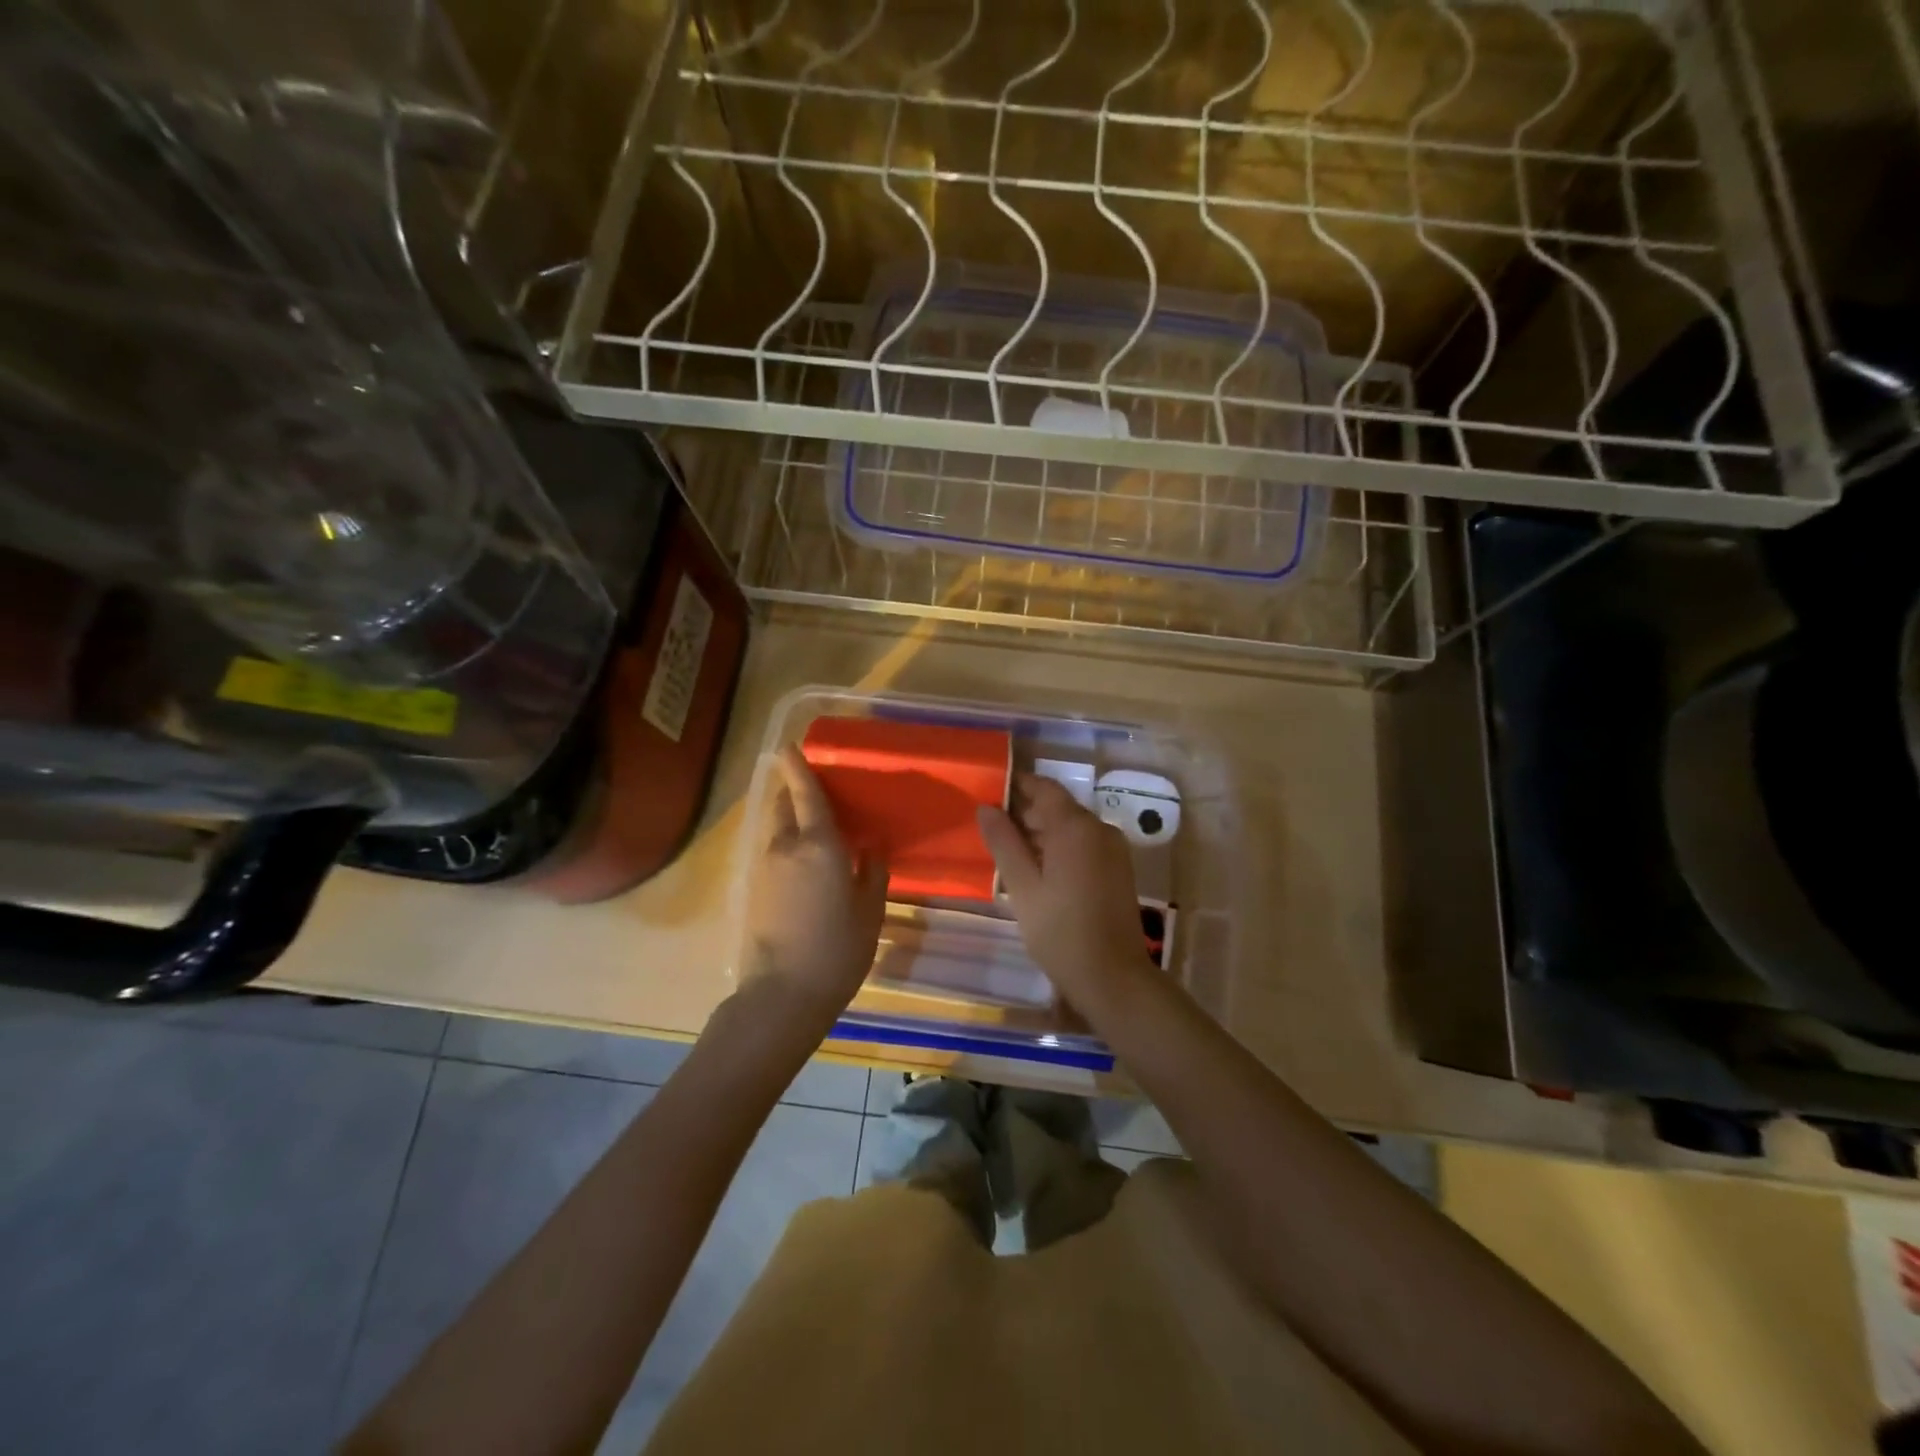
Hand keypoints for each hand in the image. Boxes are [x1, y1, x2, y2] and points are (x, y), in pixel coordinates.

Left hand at [741, 746, 888, 1020]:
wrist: (781, 996)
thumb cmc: (837, 951)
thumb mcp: (869, 911)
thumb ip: (872, 870)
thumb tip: (871, 843)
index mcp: (818, 846)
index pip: (806, 794)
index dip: (798, 767)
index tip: (788, 745)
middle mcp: (784, 847)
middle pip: (783, 804)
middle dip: (793, 790)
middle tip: (817, 791)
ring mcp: (763, 868)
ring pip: (773, 827)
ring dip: (788, 816)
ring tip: (813, 825)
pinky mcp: (752, 889)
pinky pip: (769, 849)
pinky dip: (783, 841)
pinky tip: (802, 859)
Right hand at [977, 774, 1155, 1014]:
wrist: (1113, 977)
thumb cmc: (1060, 931)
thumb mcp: (1022, 887)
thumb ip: (1003, 842)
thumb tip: (986, 808)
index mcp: (1076, 827)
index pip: (1044, 788)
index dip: (1017, 786)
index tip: (989, 794)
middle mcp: (1100, 829)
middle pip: (1058, 807)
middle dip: (1026, 812)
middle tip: (991, 829)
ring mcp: (1113, 849)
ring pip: (1071, 827)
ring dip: (1042, 832)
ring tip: (1009, 852)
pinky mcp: (1118, 869)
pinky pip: (1084, 845)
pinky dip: (1060, 848)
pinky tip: (1037, 870)